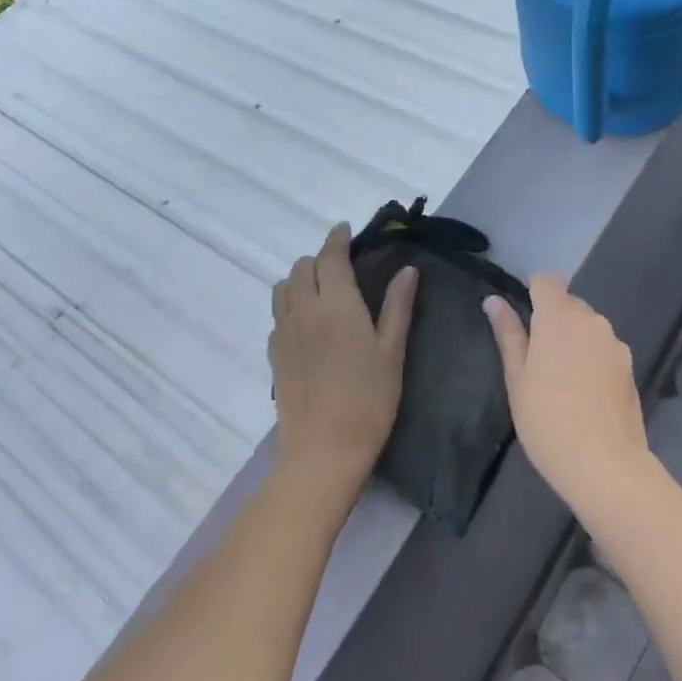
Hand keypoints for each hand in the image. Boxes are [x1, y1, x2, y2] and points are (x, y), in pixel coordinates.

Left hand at [269, 224, 416, 495]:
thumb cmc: (369, 399)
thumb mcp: (392, 351)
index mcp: (336, 303)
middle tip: (341, 265)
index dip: (337, 238)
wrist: (324, 450)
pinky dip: (290, 305)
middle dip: (320, 258)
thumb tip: (407, 269)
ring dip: (299, 278)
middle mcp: (304, 310)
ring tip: (320, 289)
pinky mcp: (274, 355)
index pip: (330, 256)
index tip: (344, 230)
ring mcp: (284, 332)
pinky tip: (307, 323)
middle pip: (302, 267)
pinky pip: (277, 315)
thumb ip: (397, 306)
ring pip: (282, 288)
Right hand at [484, 276, 652, 513]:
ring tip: (563, 383)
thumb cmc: (547, 420)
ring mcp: (614, 341)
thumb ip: (508, 334)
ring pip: (588, 326)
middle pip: (569, 303)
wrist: (604, 463)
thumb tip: (494, 301)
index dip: (534, 293)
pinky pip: (604, 348)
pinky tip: (587, 394)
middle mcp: (591, 319)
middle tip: (538, 362)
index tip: (524, 322)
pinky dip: (593, 359)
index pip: (547, 280)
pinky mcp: (629, 364)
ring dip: (575, 340)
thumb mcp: (517, 378)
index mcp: (558, 316)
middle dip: (553, 320)